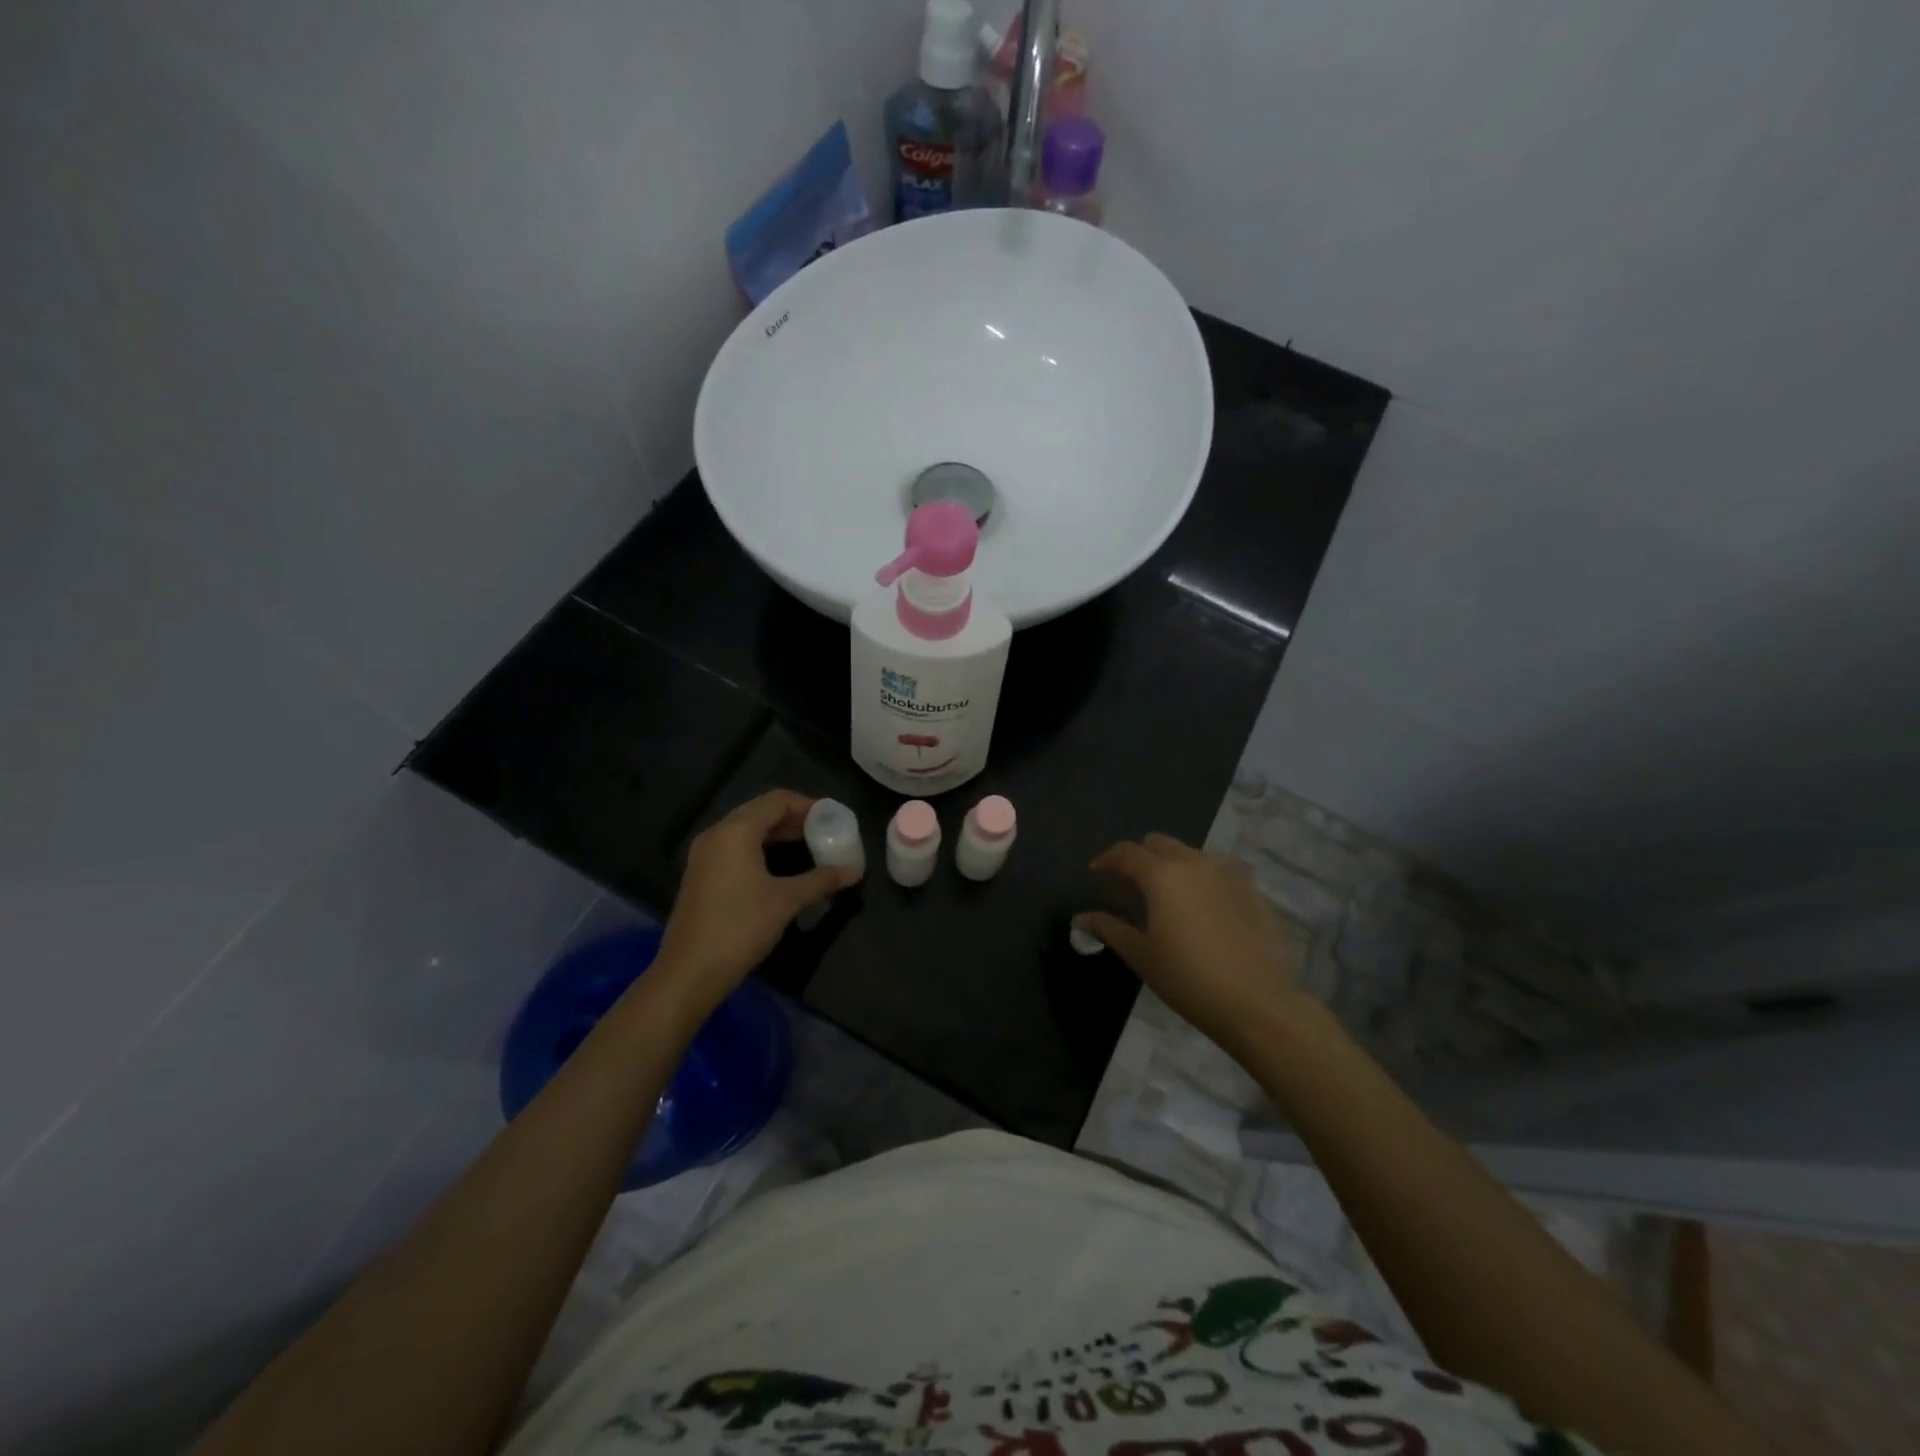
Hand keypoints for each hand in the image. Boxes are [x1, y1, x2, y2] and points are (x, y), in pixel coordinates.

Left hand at [654, 791, 856, 1016]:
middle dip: (794, 819)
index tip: (832, 817)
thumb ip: (821, 880)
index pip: (777, 801)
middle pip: (760, 812)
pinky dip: (761, 848)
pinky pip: (735, 848)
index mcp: (736, 831)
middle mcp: (717, 834)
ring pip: (747, 830)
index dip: (808, 805)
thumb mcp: (787, 901)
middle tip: (824, 832)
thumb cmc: (741, 926)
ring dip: (778, 834)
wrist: (690, 971)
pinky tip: (780, 867)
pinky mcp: (701, 875)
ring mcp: (705, 855)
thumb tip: (854, 871)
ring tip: (808, 847)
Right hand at [1076, 833, 1307, 1044]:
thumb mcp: (1141, 955)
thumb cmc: (1188, 979)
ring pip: (1189, 853)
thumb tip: (1080, 918)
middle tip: (1127, 884)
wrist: (1257, 1002)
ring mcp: (1226, 873)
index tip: (1095, 874)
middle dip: (1138, 856)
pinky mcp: (1250, 890)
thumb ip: (1109, 928)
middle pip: (1157, 843)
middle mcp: (1193, 862)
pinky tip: (1200, 907)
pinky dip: (1199, 878)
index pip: (1125, 852)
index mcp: (1161, 874)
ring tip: (1164, 895)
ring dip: (1170, 864)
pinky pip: (1216, 871)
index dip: (1106, 860)